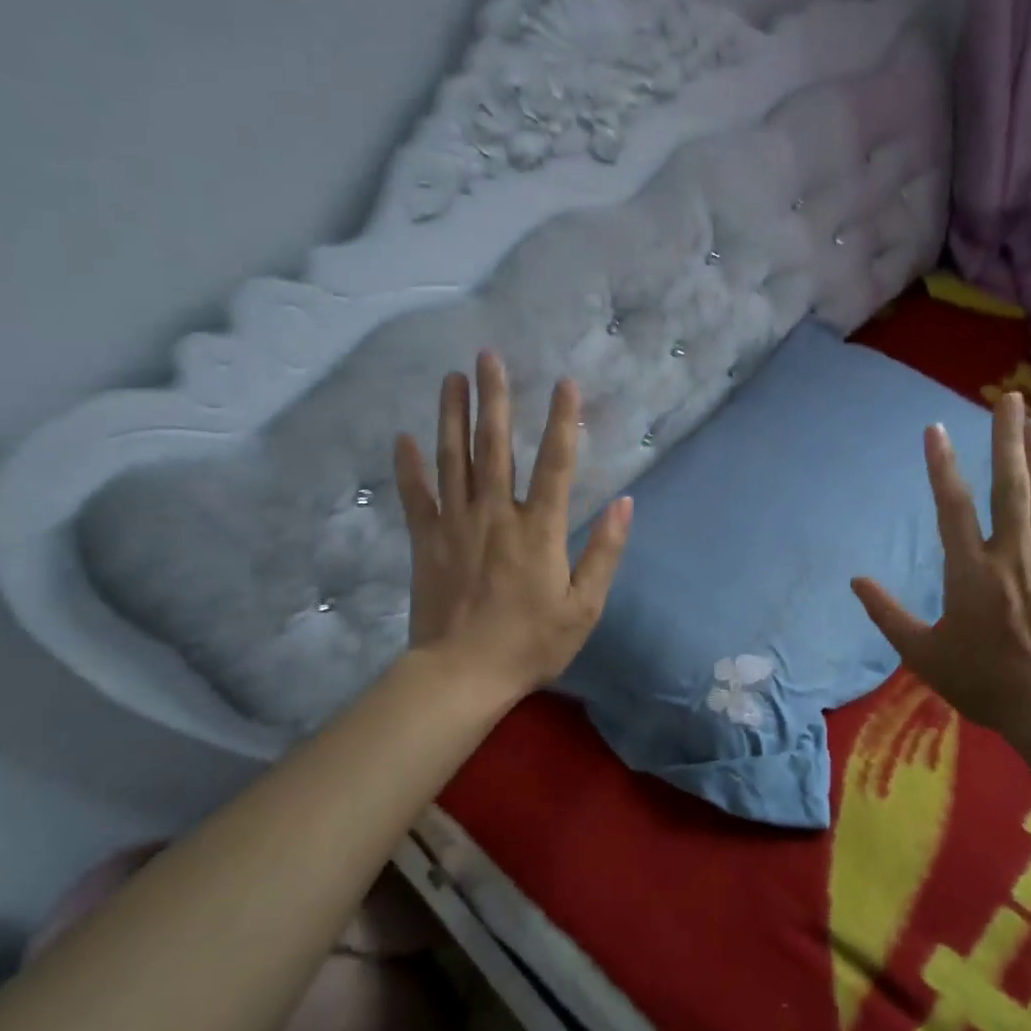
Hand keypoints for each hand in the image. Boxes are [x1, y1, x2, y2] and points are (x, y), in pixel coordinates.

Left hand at [393, 352, 631, 697]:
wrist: (462, 674)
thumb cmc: (531, 643)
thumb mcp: (584, 607)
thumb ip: (605, 552)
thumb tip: (626, 504)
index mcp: (539, 529)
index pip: (556, 463)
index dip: (563, 420)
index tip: (565, 383)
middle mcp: (496, 514)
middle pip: (495, 446)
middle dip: (495, 398)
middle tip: (488, 356)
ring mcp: (456, 524)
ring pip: (453, 459)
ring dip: (452, 415)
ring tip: (451, 378)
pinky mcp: (426, 541)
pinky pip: (416, 495)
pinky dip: (409, 466)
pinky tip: (403, 436)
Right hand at [851, 394, 1030, 742]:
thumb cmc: (984, 683)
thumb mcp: (923, 655)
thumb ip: (887, 614)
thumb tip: (855, 582)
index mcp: (971, 572)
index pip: (952, 506)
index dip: (942, 465)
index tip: (936, 428)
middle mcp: (1012, 556)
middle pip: (1009, 487)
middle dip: (1007, 439)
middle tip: (1009, 398)